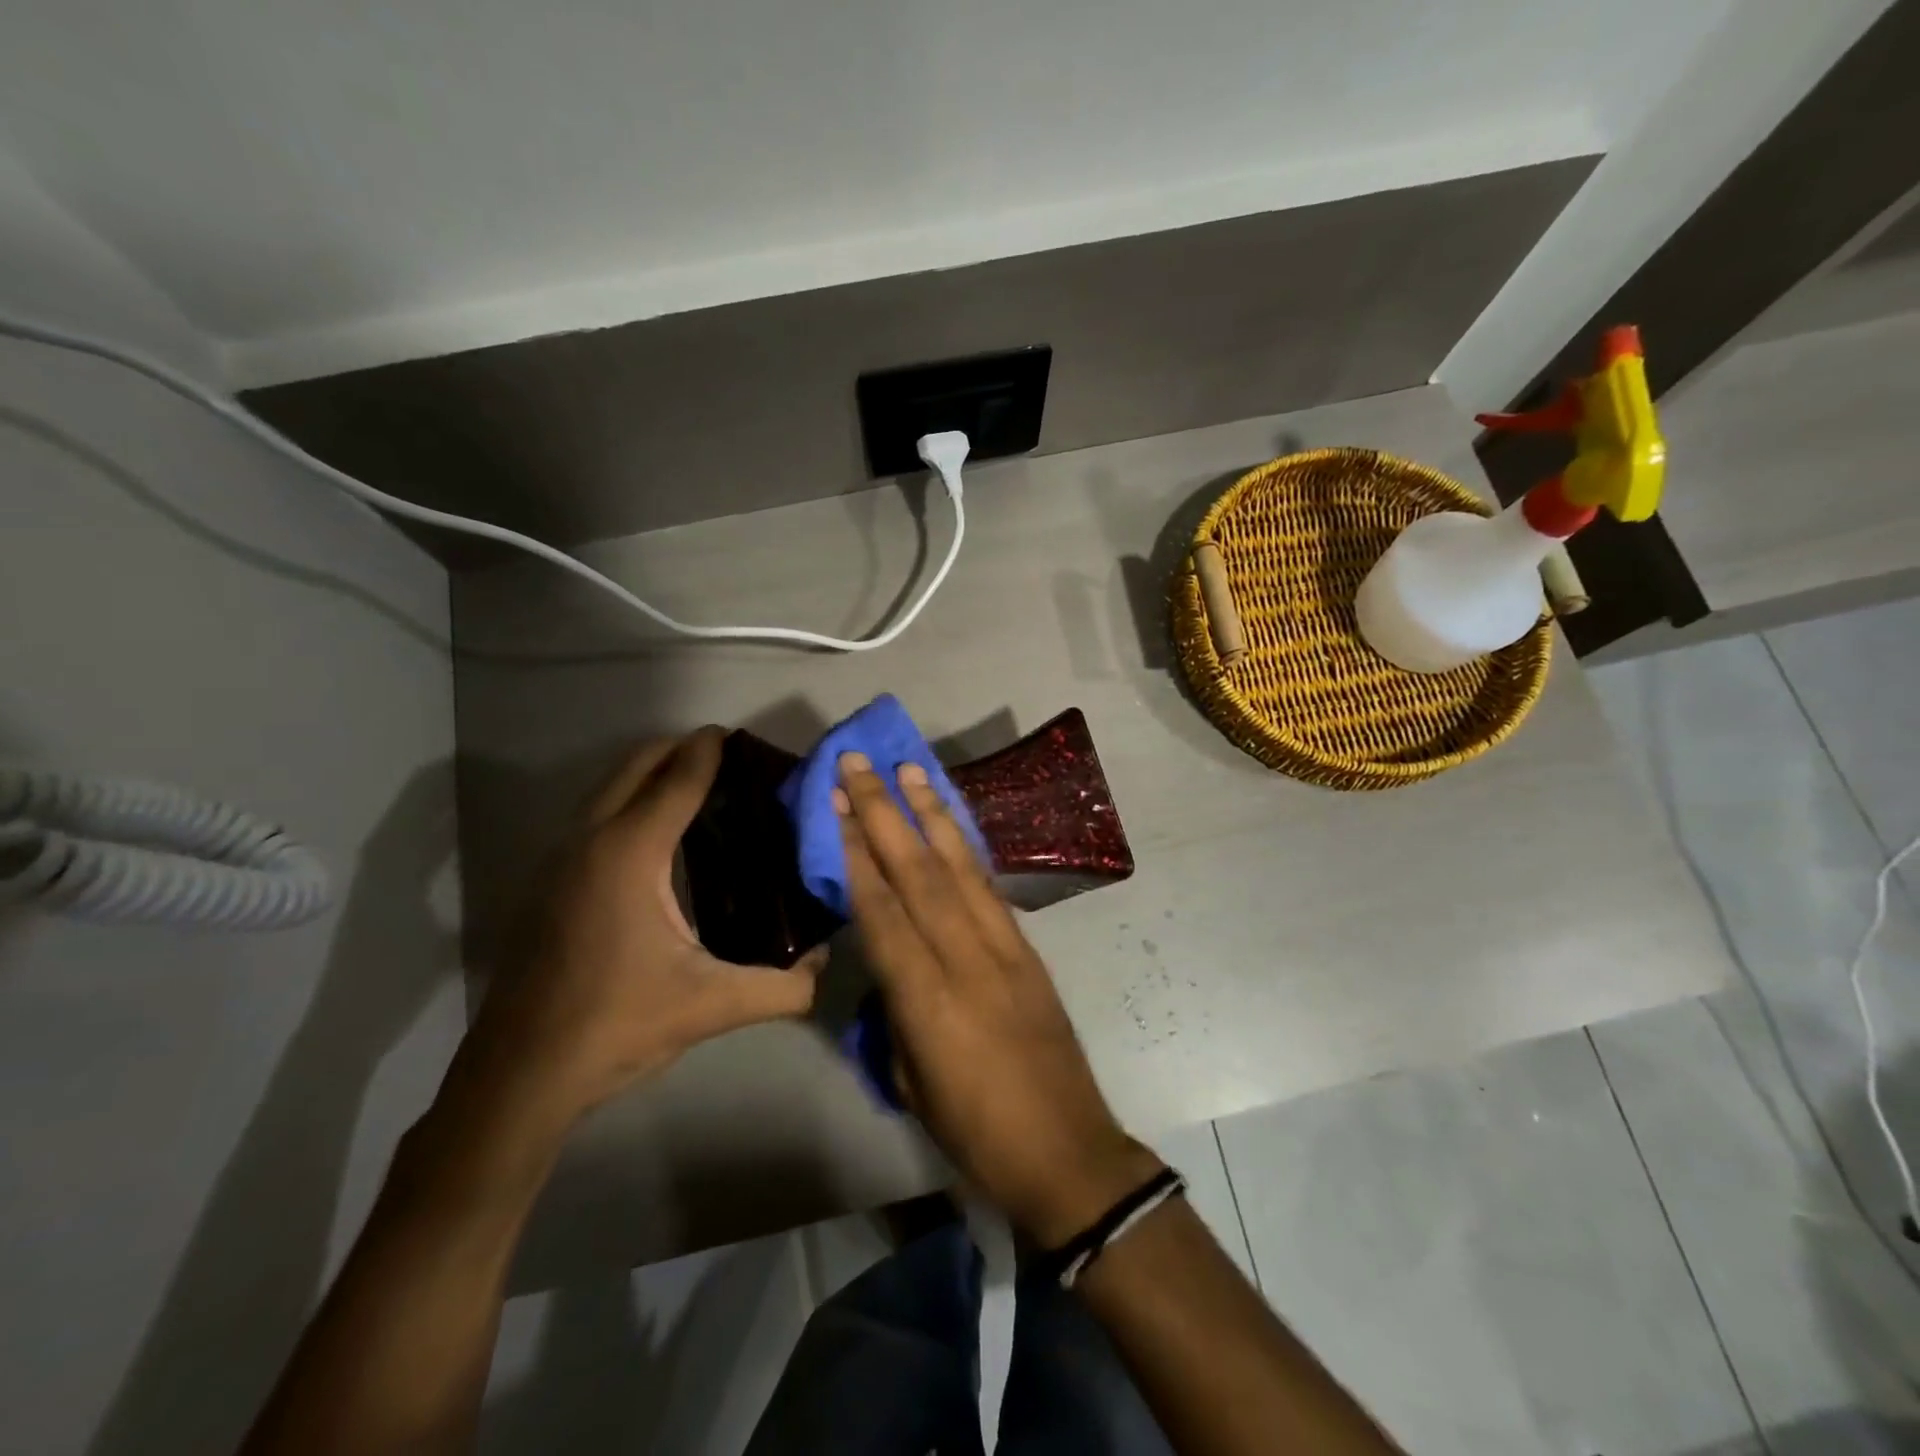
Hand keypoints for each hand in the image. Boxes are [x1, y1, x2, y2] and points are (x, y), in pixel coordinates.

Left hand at [472, 729, 825, 1120]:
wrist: (519, 1073)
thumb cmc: (616, 1024)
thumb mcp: (712, 1006)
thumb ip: (783, 988)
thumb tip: (827, 966)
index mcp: (630, 854)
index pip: (677, 779)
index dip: (709, 751)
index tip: (739, 736)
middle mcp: (589, 841)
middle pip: (635, 766)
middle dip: (679, 749)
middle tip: (727, 759)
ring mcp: (559, 860)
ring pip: (608, 789)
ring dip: (650, 774)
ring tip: (699, 788)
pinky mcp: (547, 883)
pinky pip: (594, 816)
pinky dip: (628, 802)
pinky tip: (657, 840)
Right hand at [836, 752, 1161, 1246]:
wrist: (1065, 1149)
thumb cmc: (974, 1130)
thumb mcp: (911, 1080)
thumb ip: (895, 1011)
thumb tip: (888, 963)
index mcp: (926, 999)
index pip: (882, 910)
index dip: (857, 855)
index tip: (836, 806)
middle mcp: (965, 958)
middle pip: (918, 873)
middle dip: (884, 813)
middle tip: (860, 765)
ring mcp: (1005, 948)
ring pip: (960, 867)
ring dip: (931, 813)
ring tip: (911, 769)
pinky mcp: (1029, 949)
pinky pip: (990, 886)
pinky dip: (966, 847)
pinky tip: (950, 822)